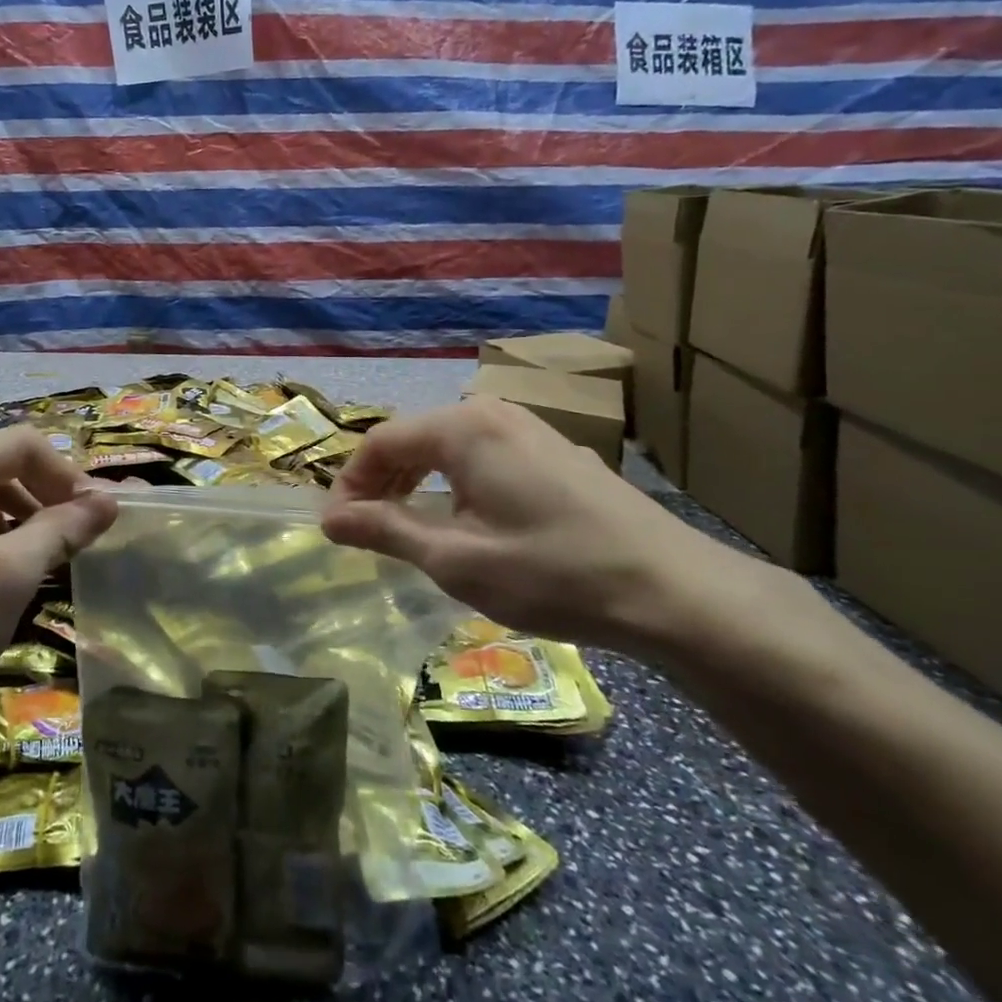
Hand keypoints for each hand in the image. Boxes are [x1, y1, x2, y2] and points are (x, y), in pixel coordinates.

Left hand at [0, 428, 117, 760]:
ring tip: (53, 556)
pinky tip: (14, 569)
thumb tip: (111, 500)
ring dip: (26, 516)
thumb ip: (62, 529)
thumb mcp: (8, 577)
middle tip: (80, 538)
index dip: (66, 475)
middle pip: (3, 464)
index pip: (21, 445)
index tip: (96, 518)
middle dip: (48, 495)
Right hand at [321, 397, 747, 656]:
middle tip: (367, 532)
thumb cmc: (551, 572)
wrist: (672, 590)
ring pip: (449, 448)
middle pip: (413, 439)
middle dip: (382, 483)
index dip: (350, 484)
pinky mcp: (554, 451)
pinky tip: (466, 523)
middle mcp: (493, 412)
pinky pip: (484, 457)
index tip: (338, 529)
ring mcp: (529, 428)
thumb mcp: (455, 559)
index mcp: (463, 427)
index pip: (380, 442)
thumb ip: (385, 530)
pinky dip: (456, 485)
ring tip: (409, 530)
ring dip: (417, 485)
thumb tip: (329, 518)